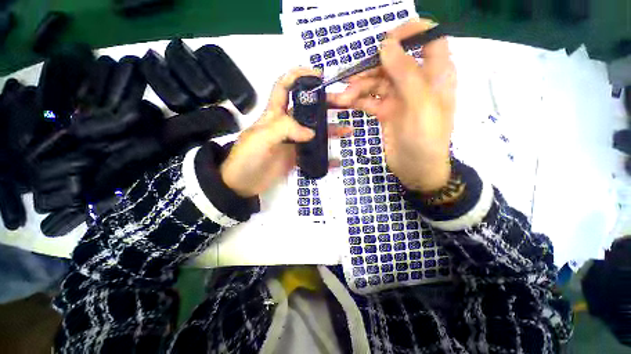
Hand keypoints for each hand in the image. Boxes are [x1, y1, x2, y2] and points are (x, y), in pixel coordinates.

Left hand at [220, 68, 351, 197]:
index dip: (299, 76)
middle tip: (346, 103)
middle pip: (308, 108)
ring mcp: (292, 142)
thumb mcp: (262, 138)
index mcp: (274, 114)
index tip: (319, 75)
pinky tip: (337, 159)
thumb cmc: (247, 159)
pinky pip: (314, 153)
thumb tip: (312, 132)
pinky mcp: (296, 156)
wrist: (242, 185)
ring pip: (315, 131)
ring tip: (348, 130)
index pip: (284, 87)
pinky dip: (326, 155)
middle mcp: (286, 125)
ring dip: (331, 129)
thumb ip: (285, 129)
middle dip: (326, 103)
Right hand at [328, 18, 455, 191]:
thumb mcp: (420, 104)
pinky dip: (356, 100)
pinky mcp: (386, 111)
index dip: (409, 32)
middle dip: (371, 68)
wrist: (416, 169)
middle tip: (350, 80)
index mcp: (436, 74)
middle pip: (393, 62)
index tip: (385, 42)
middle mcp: (417, 81)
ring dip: (359, 87)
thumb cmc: (425, 139)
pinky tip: (344, 103)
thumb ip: (406, 73)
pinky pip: (369, 99)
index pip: (428, 39)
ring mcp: (399, 97)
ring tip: (343, 98)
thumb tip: (386, 45)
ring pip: (377, 82)